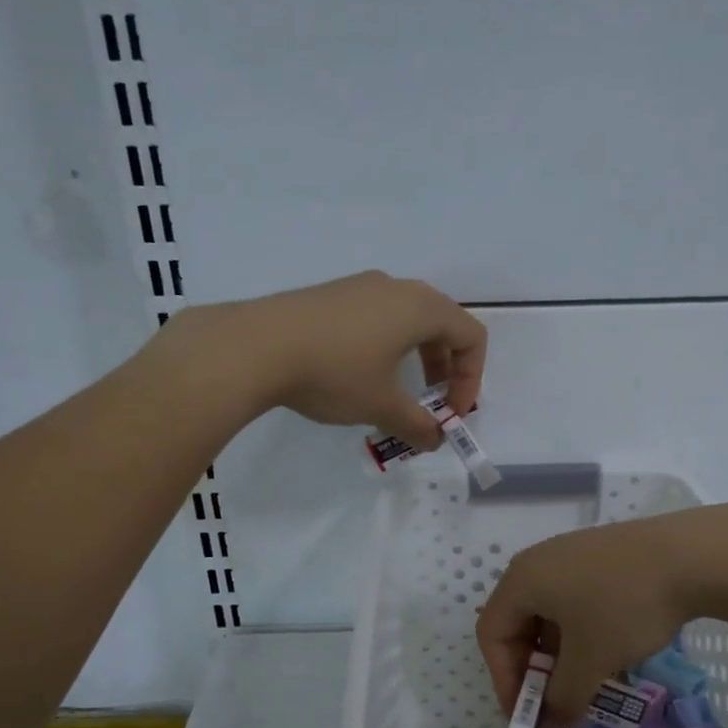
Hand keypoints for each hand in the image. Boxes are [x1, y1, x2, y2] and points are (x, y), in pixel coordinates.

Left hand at [205, 271, 486, 448]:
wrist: (256, 346)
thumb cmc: (335, 373)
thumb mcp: (382, 406)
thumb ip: (417, 425)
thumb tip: (434, 440)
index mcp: (420, 307)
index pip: (471, 336)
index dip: (471, 379)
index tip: (450, 415)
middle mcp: (395, 287)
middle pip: (442, 324)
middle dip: (445, 369)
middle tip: (431, 404)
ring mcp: (359, 287)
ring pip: (406, 320)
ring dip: (415, 358)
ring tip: (396, 393)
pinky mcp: (330, 296)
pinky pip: (375, 317)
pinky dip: (385, 346)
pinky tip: (357, 375)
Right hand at [477, 513, 698, 727]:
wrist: (693, 556)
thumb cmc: (625, 608)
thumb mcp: (591, 662)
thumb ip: (563, 699)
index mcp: (521, 580)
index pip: (491, 635)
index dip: (504, 681)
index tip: (528, 716)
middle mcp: (537, 561)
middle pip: (517, 622)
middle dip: (532, 670)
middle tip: (554, 702)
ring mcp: (570, 554)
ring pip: (548, 613)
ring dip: (558, 655)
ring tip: (583, 682)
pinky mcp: (600, 555)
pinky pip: (573, 598)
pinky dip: (578, 632)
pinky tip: (606, 651)